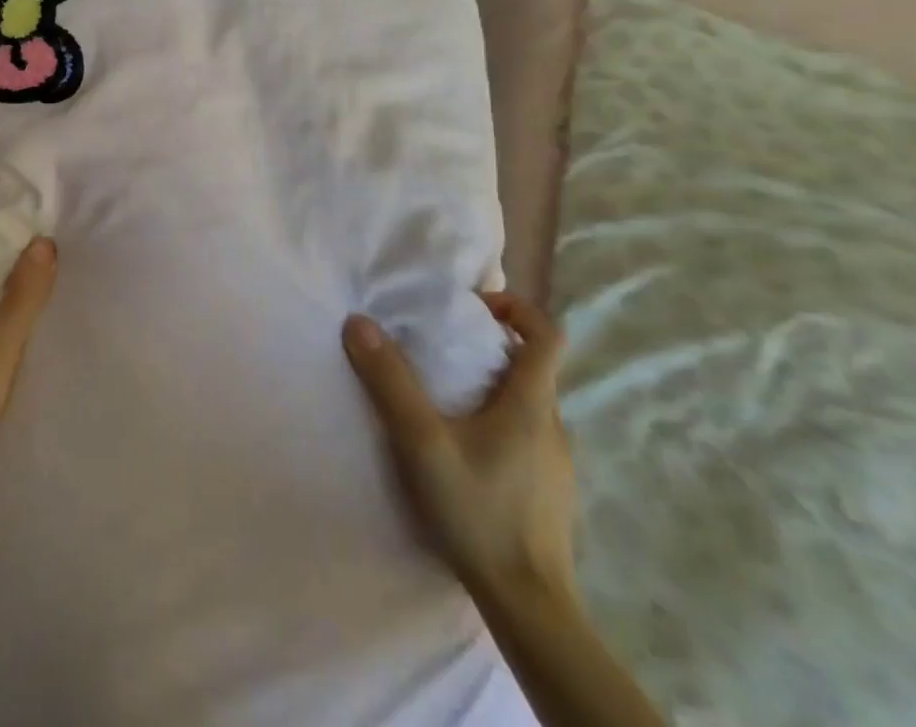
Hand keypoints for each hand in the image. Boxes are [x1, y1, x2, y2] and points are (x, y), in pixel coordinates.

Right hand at [343, 293, 577, 609]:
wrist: (529, 608)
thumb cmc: (479, 512)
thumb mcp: (422, 442)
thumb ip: (390, 381)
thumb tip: (358, 322)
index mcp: (532, 403)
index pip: (548, 333)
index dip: (515, 307)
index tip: (472, 309)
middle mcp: (553, 425)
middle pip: (534, 366)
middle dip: (491, 347)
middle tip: (442, 351)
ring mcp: (557, 462)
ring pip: (529, 403)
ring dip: (492, 386)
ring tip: (446, 400)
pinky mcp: (551, 491)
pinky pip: (527, 435)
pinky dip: (499, 422)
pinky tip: (465, 451)